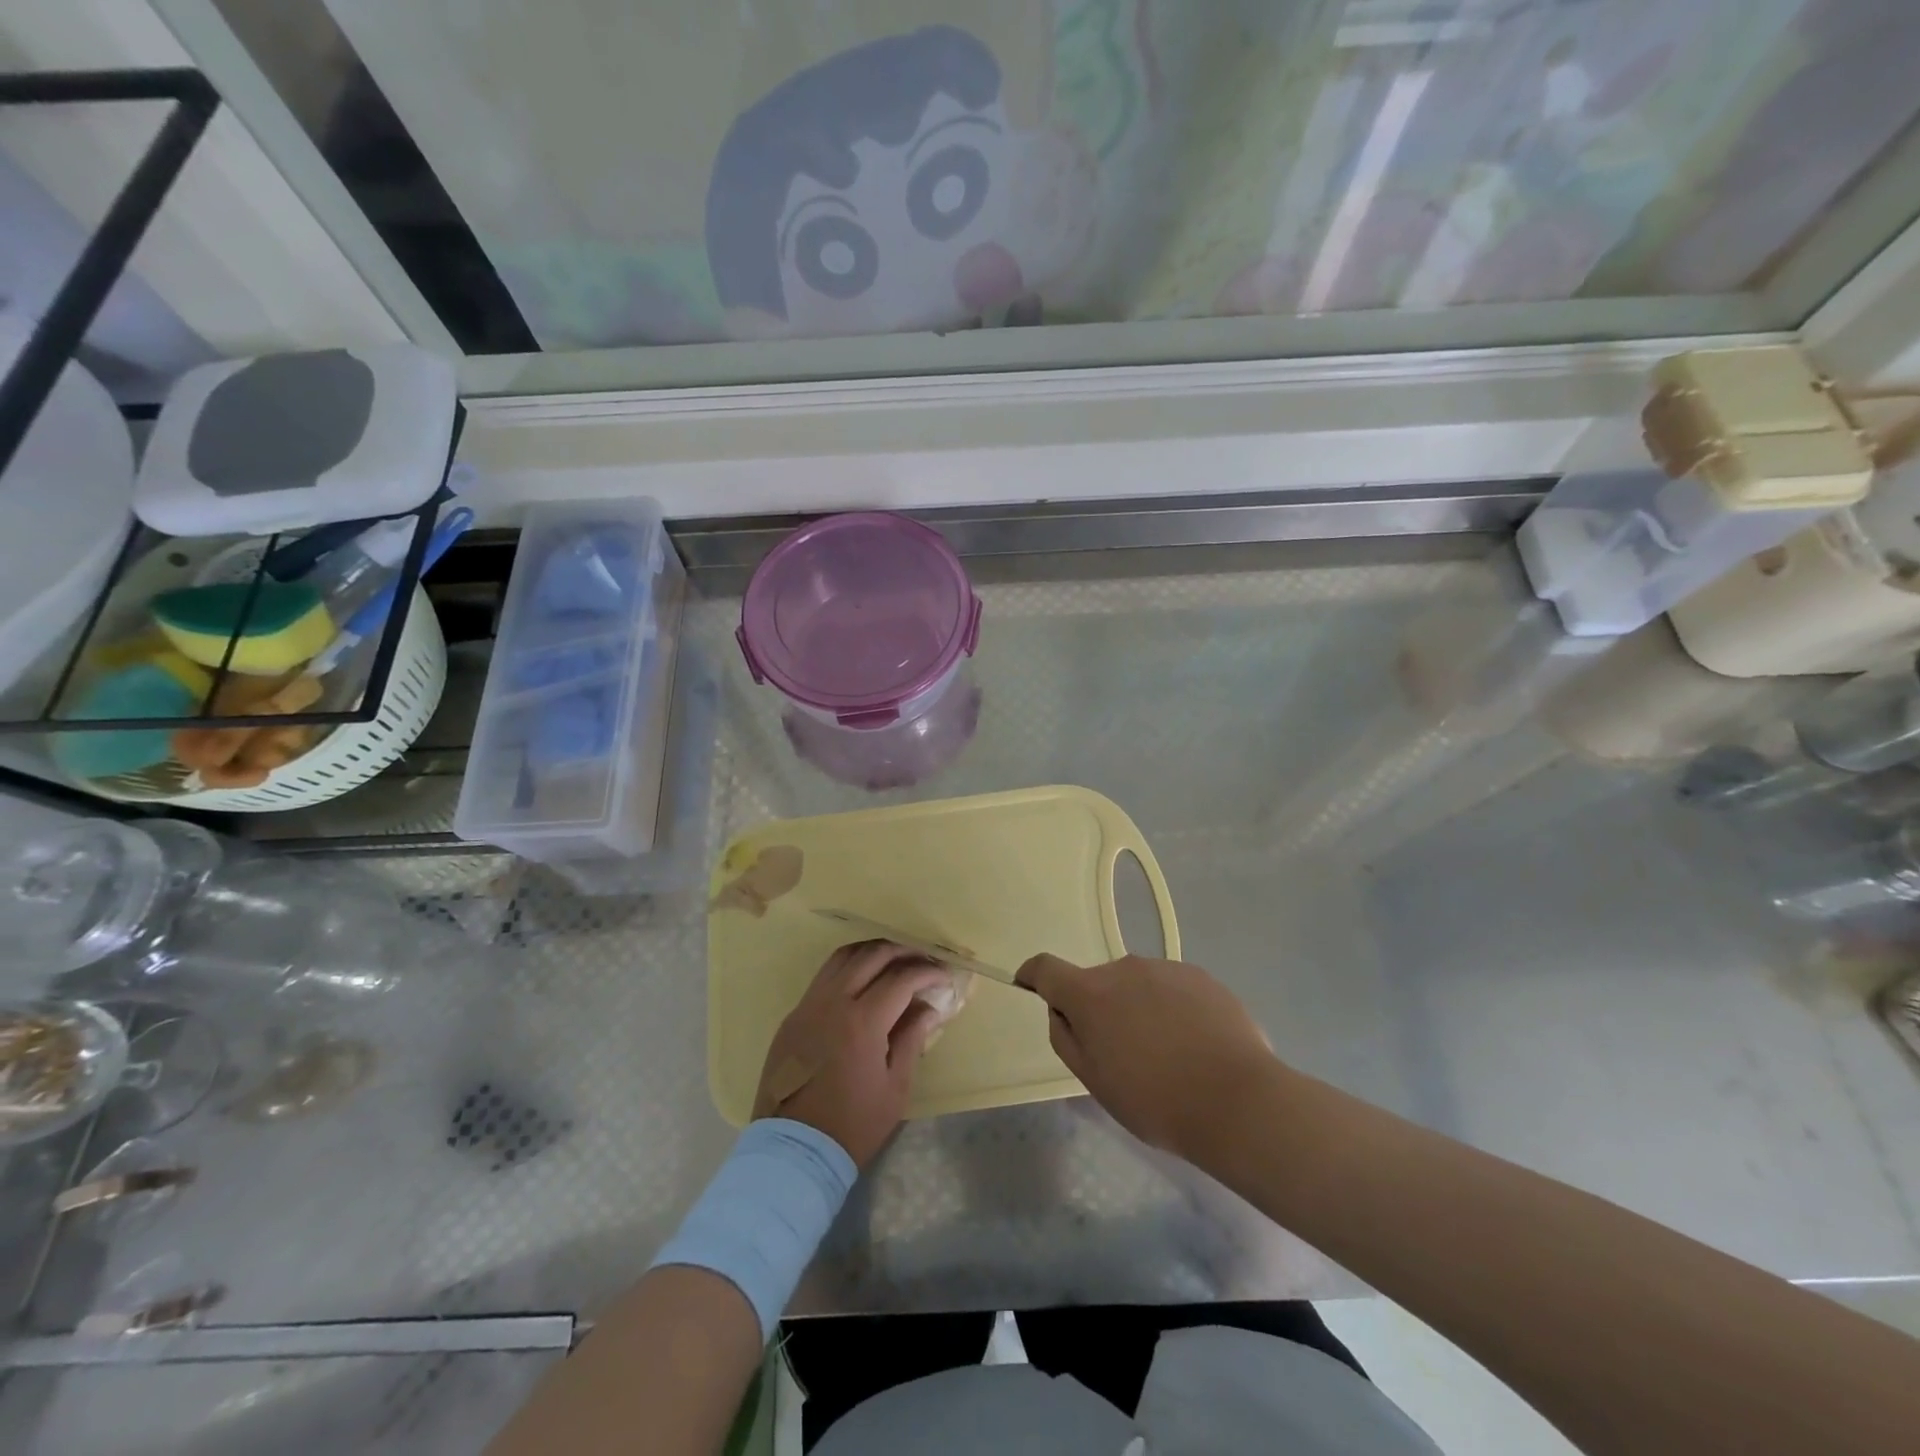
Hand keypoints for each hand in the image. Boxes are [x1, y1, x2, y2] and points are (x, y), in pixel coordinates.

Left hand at [754, 942, 948, 1168]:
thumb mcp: (895, 1087)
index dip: (927, 973)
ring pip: (844, 956)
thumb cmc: (853, 1124)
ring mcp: (809, 1004)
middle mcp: (833, 1001)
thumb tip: (928, 1007)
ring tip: (895, 960)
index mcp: (863, 1021)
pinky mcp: (794, 1014)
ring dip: (873, 952)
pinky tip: (863, 979)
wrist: (795, 1149)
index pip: (901, 978)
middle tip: (924, 961)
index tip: (944, 977)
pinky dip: (849, 966)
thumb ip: (912, 1038)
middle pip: (872, 955)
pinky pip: (824, 975)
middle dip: (903, 952)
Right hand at [1016, 953, 1282, 1163]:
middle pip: (1097, 982)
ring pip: (1136, 985)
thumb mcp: (1095, 1082)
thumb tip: (1061, 1011)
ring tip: (1166, 1054)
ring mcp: (1165, 968)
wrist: (1238, 1101)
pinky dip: (1171, 1009)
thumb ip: (1067, 1038)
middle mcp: (1124, 968)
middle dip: (1099, 1008)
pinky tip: (1195, 1045)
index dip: (1033, 976)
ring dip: (1137, 1008)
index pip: (1046, 968)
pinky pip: (1171, 988)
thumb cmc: (1156, 1100)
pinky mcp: (1201, 976)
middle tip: (1120, 1053)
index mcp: (1090, 993)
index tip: (1028, 986)